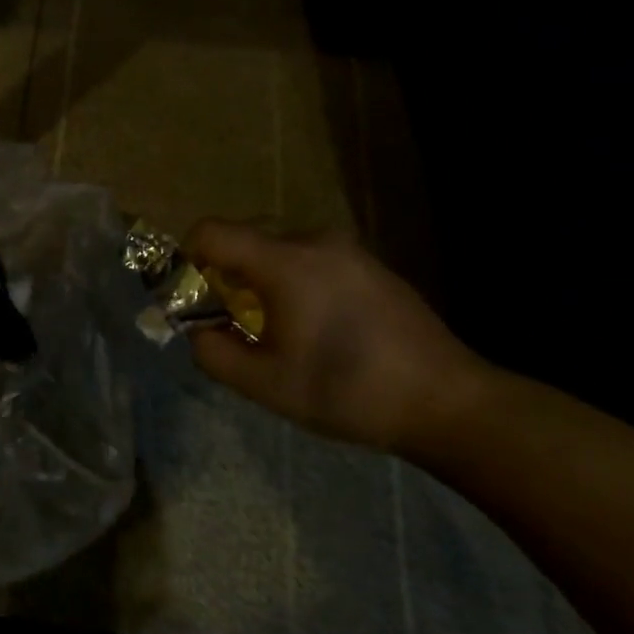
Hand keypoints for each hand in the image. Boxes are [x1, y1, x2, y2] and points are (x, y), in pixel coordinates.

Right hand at [184, 220, 494, 452]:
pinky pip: (311, 258)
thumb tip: (198, 329)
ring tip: (273, 326)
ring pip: (278, 248)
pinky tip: (313, 325)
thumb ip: (212, 352)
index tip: (191, 297)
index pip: (212, 231)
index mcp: (285, 261)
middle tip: (229, 319)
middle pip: (245, 236)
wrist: (446, 402)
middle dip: (223, 272)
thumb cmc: (347, 391)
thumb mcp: (264, 384)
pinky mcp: (370, 264)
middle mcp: (315, 240)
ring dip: (259, 278)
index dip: (187, 257)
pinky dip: (292, 280)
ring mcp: (348, 249)